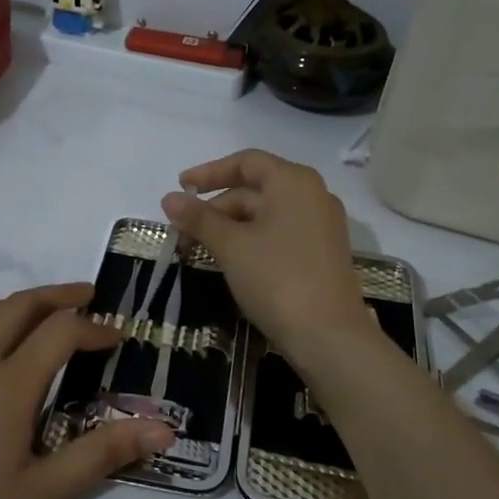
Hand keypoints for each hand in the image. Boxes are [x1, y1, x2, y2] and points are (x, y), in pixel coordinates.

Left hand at [0, 283, 173, 498]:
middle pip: (17, 306)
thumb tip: (164, 427)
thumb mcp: (42, 497)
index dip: (93, 327)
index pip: (59, 331)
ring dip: (13, 309)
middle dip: (57, 296)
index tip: (114, 336)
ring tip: (36, 321)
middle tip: (85, 297)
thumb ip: (103, 453)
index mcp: (4, 388)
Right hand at [162, 150, 374, 361]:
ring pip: (266, 214)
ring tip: (200, 249)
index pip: (246, 162)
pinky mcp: (322, 253)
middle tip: (183, 231)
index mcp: (294, 182)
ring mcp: (321, 226)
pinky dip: (251, 240)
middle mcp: (313, 195)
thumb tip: (168, 199)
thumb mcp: (231, 246)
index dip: (210, 172)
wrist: (329, 336)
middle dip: (216, 207)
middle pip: (255, 189)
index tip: (181, 188)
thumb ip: (199, 218)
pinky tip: (230, 260)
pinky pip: (280, 234)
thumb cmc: (277, 279)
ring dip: (230, 227)